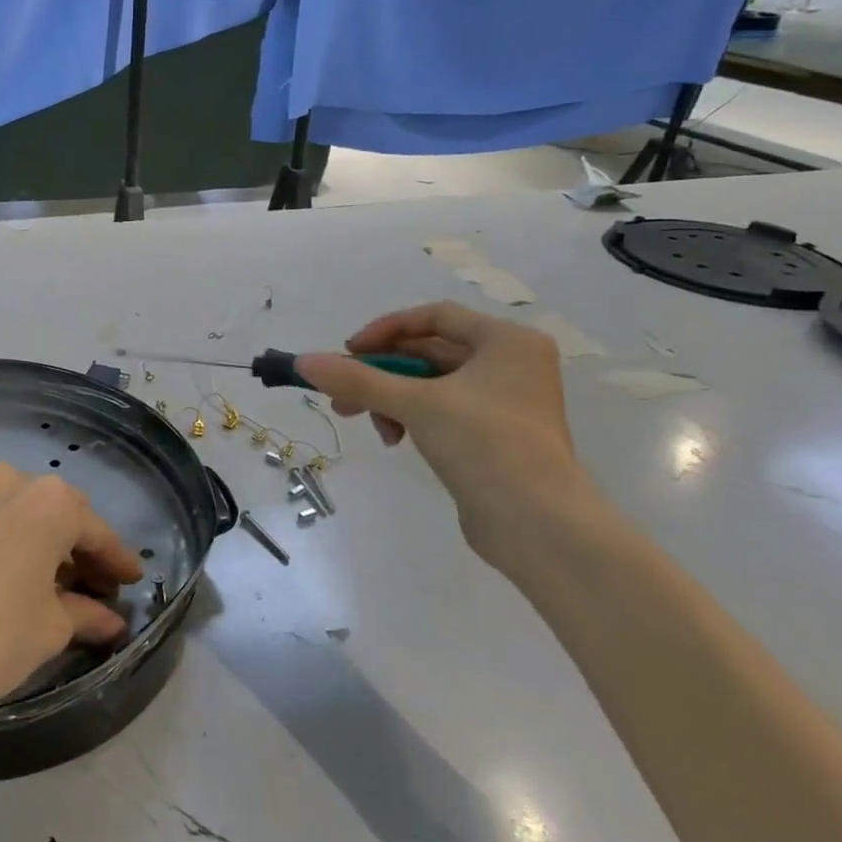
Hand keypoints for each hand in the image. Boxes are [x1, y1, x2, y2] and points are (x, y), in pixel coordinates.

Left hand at [0, 464, 143, 727]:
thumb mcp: (49, 631)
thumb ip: (86, 614)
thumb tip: (111, 620)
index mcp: (49, 502)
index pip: (95, 531)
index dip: (115, 559)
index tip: (129, 581)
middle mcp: (5, 480)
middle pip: (51, 511)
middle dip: (70, 545)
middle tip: (84, 583)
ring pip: (5, 506)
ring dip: (24, 533)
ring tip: (28, 571)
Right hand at [296, 302, 592, 559]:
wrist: (538, 525)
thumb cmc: (485, 445)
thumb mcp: (415, 404)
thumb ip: (358, 379)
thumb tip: (303, 361)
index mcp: (506, 341)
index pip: (434, 316)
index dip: (386, 330)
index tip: (349, 353)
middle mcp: (510, 364)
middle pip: (429, 352)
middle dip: (381, 373)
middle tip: (342, 394)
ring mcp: (505, 402)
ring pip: (431, 385)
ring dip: (391, 398)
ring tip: (365, 423)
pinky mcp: (495, 435)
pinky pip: (442, 411)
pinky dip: (412, 418)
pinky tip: (395, 439)